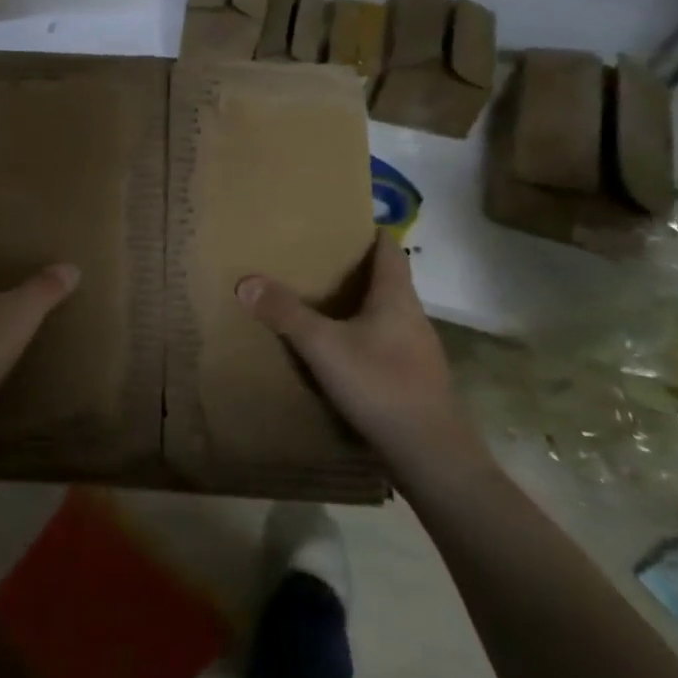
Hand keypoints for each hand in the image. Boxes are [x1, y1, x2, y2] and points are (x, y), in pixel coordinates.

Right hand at [236, 231, 474, 460]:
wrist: (430, 453)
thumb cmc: (380, 384)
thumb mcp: (323, 346)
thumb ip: (286, 314)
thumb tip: (247, 281)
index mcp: (396, 297)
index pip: (389, 248)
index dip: (368, 232)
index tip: (341, 224)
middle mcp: (412, 316)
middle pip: (387, 280)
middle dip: (355, 270)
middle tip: (317, 263)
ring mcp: (418, 350)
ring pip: (387, 315)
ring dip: (360, 306)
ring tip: (323, 306)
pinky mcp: (415, 379)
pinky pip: (386, 344)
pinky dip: (364, 338)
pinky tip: (342, 354)